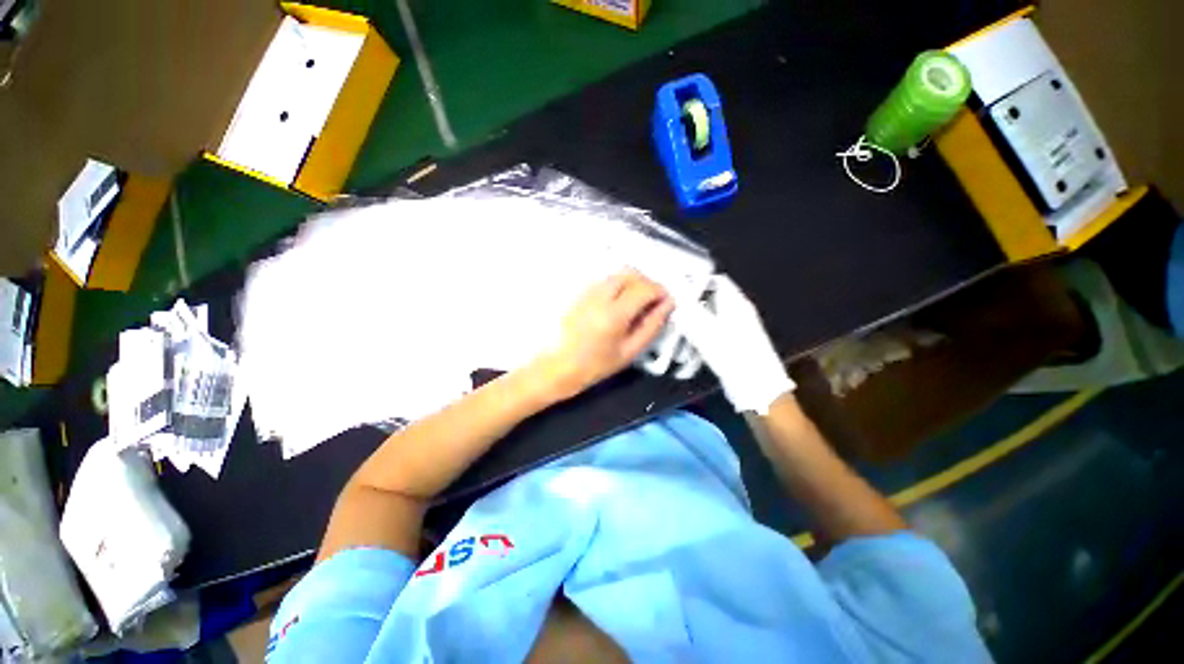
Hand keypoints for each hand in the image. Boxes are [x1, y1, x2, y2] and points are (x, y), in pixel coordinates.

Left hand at [533, 269, 672, 400]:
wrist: (557, 367)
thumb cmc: (594, 366)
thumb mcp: (630, 352)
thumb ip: (652, 326)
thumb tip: (667, 306)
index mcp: (614, 314)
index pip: (644, 288)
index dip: (660, 292)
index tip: (666, 302)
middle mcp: (599, 296)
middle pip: (630, 273)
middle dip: (647, 282)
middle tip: (653, 301)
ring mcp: (587, 292)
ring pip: (617, 275)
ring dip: (632, 283)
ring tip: (637, 304)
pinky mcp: (580, 294)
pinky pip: (605, 281)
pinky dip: (618, 286)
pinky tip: (619, 305)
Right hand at [672, 275, 793, 413]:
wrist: (757, 388)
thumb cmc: (733, 355)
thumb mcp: (707, 331)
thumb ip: (689, 309)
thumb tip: (675, 289)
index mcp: (737, 303)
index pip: (716, 280)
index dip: (696, 280)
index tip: (675, 286)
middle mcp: (738, 311)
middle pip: (712, 297)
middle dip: (691, 300)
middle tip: (671, 307)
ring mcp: (737, 327)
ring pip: (710, 314)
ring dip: (694, 317)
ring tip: (675, 322)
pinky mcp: (733, 341)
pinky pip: (713, 328)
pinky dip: (700, 330)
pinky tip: (687, 338)